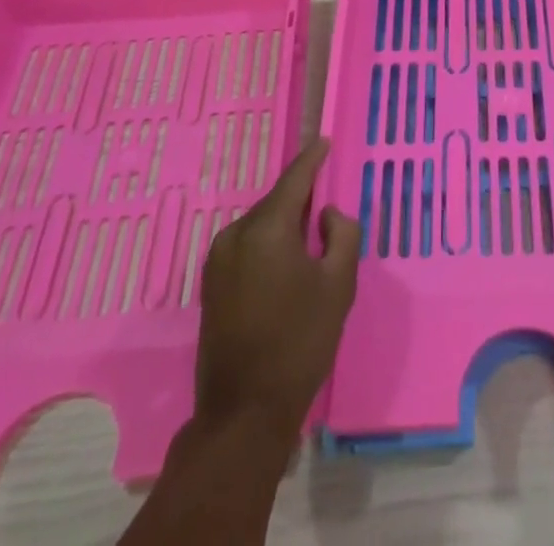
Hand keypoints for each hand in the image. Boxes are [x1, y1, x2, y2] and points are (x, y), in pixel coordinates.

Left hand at [194, 136, 361, 439]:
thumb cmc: (299, 343)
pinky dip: (269, 245)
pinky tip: (287, 266)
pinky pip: (247, 246)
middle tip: (329, 211)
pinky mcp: (211, 284)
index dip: (313, 158)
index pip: (295, 179)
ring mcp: (217, 260)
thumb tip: (326, 215)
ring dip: (285, 226)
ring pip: (261, 225)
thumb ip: (342, 234)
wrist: (243, 413)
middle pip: (277, 202)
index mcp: (267, 229)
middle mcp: (236, 235)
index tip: (325, 141)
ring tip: (311, 245)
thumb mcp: (339, 284)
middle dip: (302, 200)